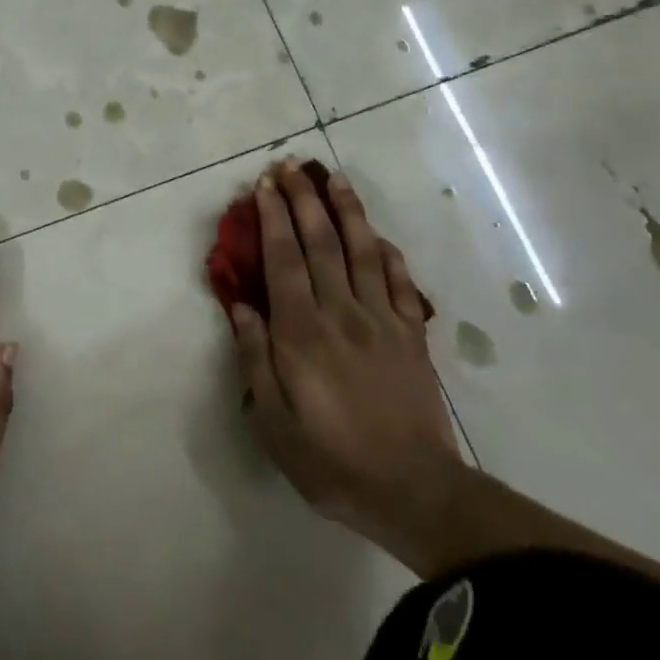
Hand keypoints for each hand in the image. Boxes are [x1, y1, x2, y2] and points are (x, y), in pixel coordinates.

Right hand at [229, 161, 462, 564]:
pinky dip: (390, 253)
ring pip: (364, 251)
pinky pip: (402, 283)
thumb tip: (242, 307)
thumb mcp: (275, 423)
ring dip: (348, 210)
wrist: (417, 493)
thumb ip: (256, 359)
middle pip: (322, 242)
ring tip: (334, 178)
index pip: (285, 259)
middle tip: (291, 165)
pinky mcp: (413, 336)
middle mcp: (343, 313)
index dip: (274, 218)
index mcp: (303, 332)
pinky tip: (379, 235)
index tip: (263, 185)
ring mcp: (384, 321)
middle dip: (304, 199)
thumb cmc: (333, 461)